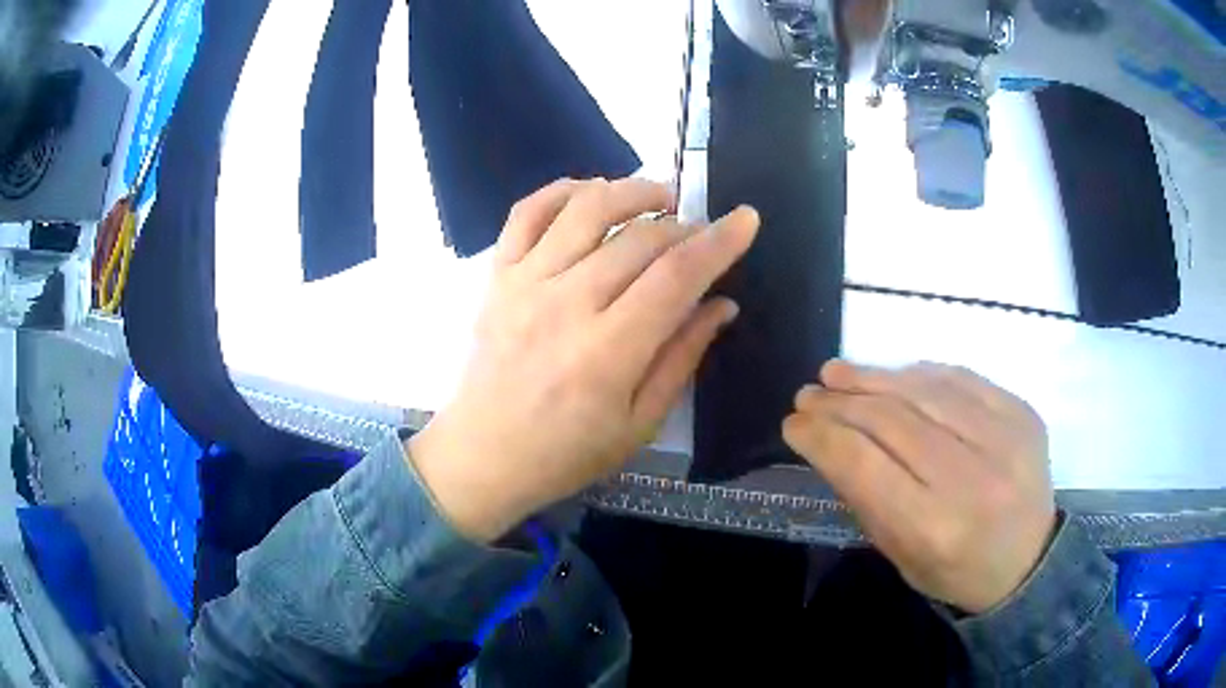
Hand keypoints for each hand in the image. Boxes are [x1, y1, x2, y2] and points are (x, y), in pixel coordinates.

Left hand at [410, 178, 759, 541]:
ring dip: (631, 190)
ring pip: (586, 208)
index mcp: (607, 353)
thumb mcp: (639, 424)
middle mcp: (564, 305)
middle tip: (699, 236)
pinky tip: (591, 193)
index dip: (719, 242)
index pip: (676, 276)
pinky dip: (562, 190)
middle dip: (683, 226)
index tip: (746, 219)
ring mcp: (524, 284)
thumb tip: (721, 304)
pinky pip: (527, 213)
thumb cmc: (565, 453)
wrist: (483, 456)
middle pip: (639, 238)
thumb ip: (682, 358)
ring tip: (659, 198)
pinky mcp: (497, 276)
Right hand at [783, 361, 1056, 613]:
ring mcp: (1004, 438)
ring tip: (838, 372)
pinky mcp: (1022, 413)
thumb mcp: (900, 555)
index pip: (864, 464)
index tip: (793, 423)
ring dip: (875, 377)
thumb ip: (866, 498)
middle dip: (840, 403)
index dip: (822, 436)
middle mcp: (971, 477)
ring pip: (925, 391)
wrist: (1028, 562)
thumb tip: (828, 441)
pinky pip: (961, 379)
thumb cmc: (955, 570)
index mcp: (934, 527)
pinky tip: (893, 374)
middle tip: (809, 393)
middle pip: (892, 421)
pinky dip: (920, 373)